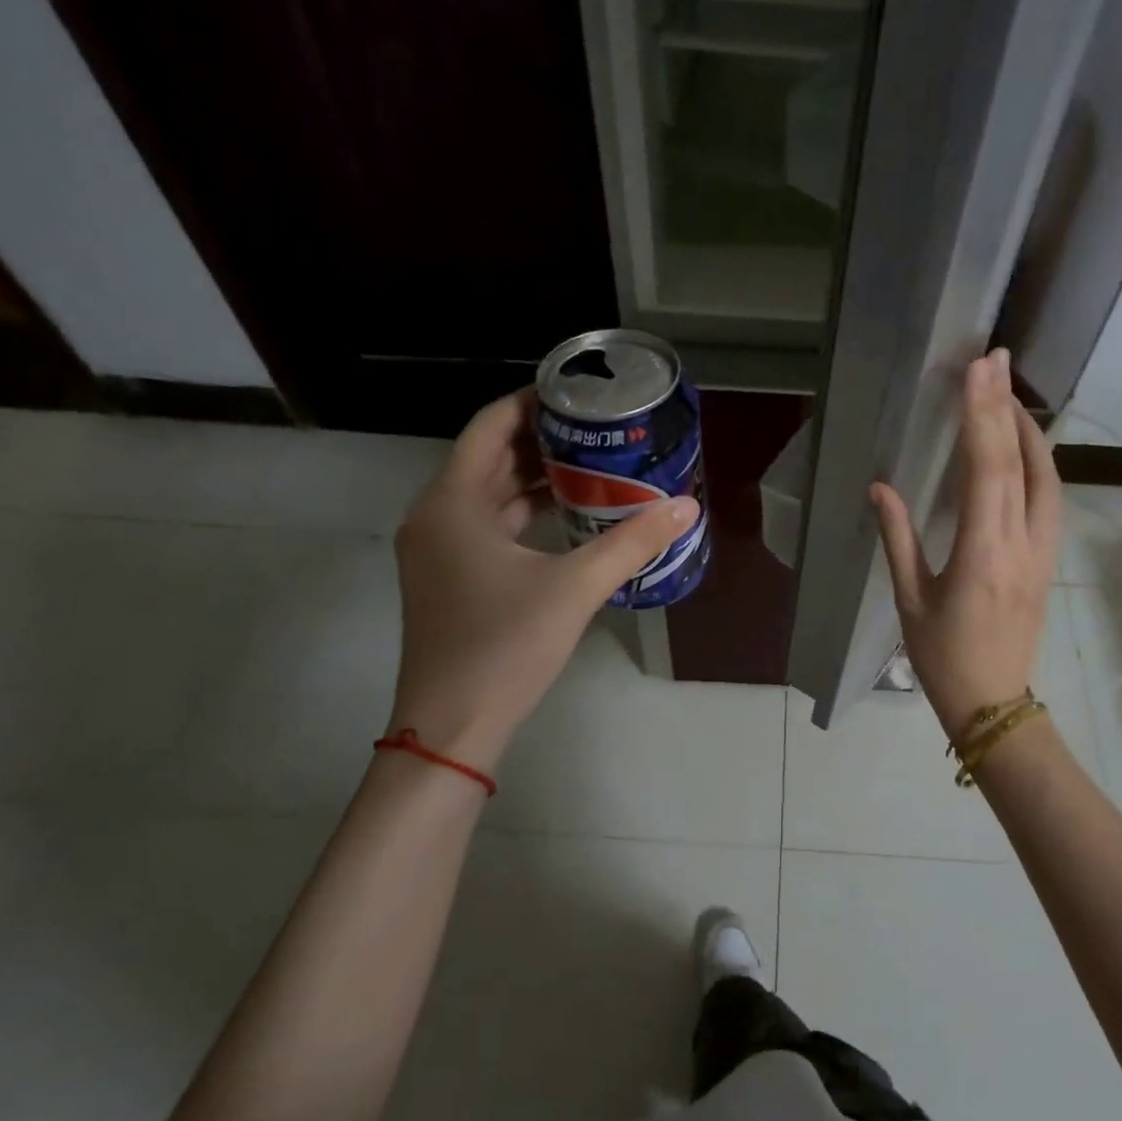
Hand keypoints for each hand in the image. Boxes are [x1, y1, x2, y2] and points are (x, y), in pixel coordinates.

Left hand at [386, 389, 698, 773]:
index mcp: (452, 503)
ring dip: (534, 477)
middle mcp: (436, 516)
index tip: (578, 393)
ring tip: (592, 464)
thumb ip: (631, 543)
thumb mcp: (575, 588)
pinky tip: (567, 516)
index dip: (531, 402)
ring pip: (488, 494)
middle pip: (489, 457)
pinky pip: (487, 525)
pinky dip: (524, 512)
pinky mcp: (448, 578)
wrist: (452, 727)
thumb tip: (685, 507)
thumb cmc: (505, 646)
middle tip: (597, 428)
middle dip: (541, 439)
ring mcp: (437, 550)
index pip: (490, 426)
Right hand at [870, 350, 1061, 736]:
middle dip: (1007, 406)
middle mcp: (1022, 545)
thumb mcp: (911, 600)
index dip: (982, 417)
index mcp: (983, 555)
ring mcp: (1043, 553)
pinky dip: (1038, 462)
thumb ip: (898, 538)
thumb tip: (880, 487)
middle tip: (995, 360)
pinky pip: (1049, 499)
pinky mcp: (1048, 560)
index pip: (987, 471)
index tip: (977, 372)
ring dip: (1028, 431)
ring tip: (1007, 395)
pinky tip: (1023, 448)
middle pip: (1021, 463)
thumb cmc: (942, 657)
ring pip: (1046, 478)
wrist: (994, 703)